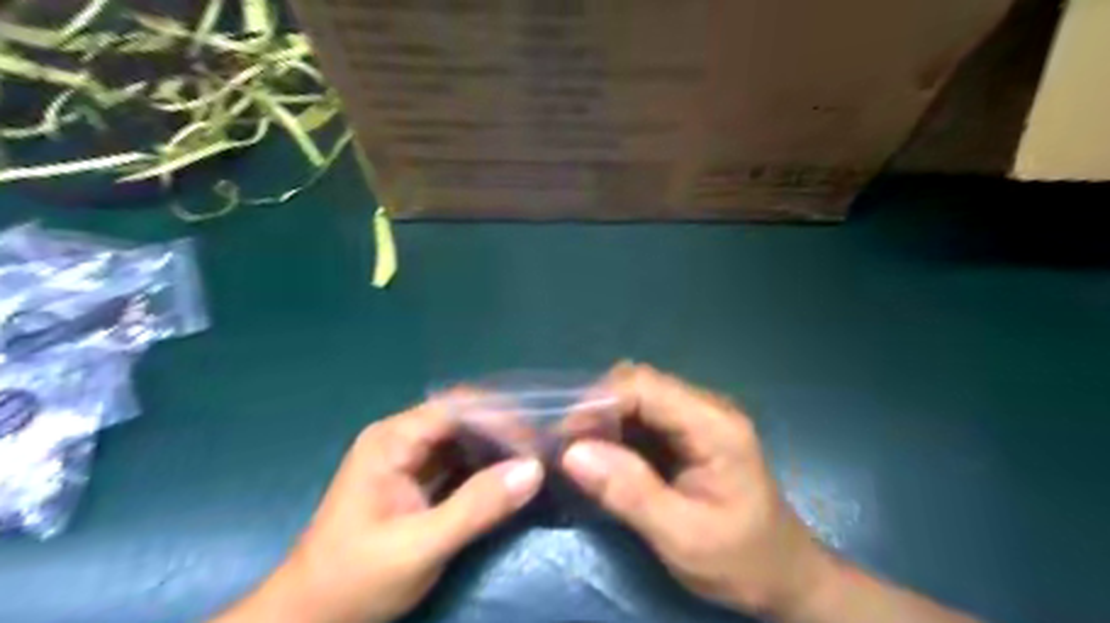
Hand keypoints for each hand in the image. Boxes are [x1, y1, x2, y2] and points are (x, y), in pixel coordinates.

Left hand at [214, 397, 545, 622]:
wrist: (309, 618)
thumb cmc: (355, 580)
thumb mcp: (419, 546)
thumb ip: (477, 506)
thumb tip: (534, 468)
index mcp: (392, 440)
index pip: (457, 409)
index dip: (500, 418)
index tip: (537, 439)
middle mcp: (400, 438)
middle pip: (462, 417)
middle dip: (503, 430)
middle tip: (542, 449)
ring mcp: (407, 459)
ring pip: (462, 438)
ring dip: (496, 447)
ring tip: (534, 459)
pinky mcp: (415, 480)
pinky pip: (457, 461)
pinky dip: (485, 466)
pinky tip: (509, 477)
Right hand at [559, 365, 827, 616]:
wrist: (782, 575)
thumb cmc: (740, 560)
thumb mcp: (682, 536)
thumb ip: (629, 492)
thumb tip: (572, 452)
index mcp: (714, 425)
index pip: (644, 386)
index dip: (599, 402)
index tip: (566, 437)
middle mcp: (707, 408)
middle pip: (639, 384)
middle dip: (598, 409)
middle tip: (569, 448)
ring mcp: (699, 416)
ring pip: (638, 396)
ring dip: (604, 419)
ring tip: (580, 453)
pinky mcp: (689, 431)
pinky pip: (644, 416)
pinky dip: (617, 431)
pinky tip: (604, 457)